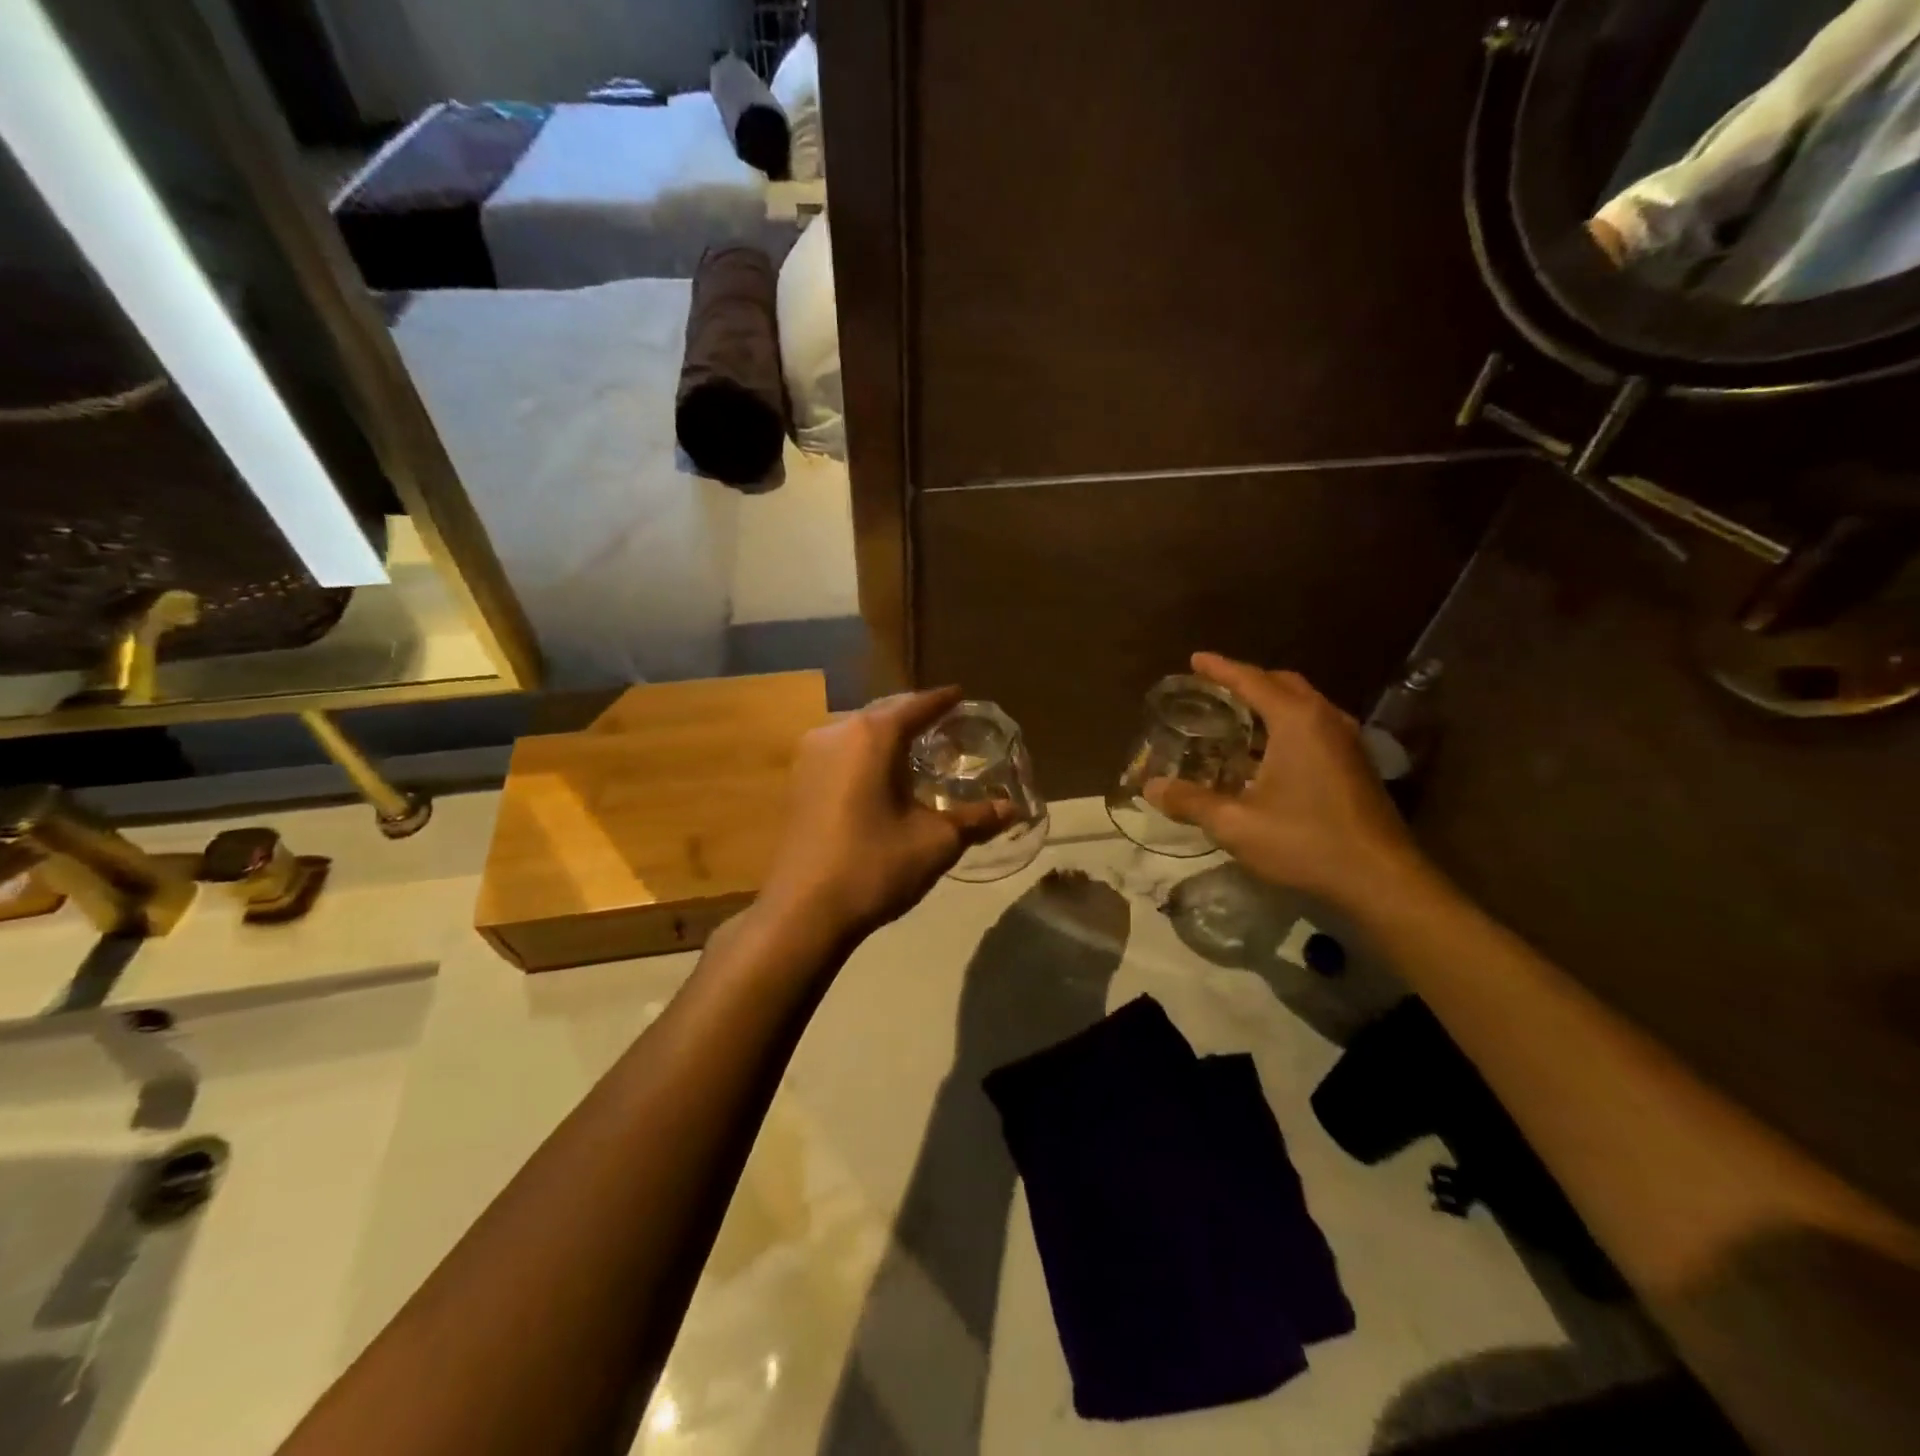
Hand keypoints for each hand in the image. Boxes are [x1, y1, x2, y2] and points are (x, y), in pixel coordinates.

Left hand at [761, 687, 1005, 937]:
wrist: (803, 912)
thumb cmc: (875, 866)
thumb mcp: (936, 842)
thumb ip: (976, 818)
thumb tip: (1012, 808)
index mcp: (872, 735)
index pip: (916, 705)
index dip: (942, 701)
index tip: (961, 695)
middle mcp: (836, 732)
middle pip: (884, 712)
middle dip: (913, 716)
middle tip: (944, 725)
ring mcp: (809, 756)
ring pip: (857, 732)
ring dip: (886, 736)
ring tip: (914, 750)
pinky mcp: (797, 781)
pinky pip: (839, 752)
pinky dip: (864, 754)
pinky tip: (878, 776)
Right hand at [1145, 653, 1429, 910]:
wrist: (1381, 879)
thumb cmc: (1306, 841)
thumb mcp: (1236, 824)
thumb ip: (1191, 801)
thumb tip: (1150, 788)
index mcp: (1297, 721)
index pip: (1252, 681)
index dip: (1220, 669)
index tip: (1195, 659)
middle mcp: (1325, 720)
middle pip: (1282, 684)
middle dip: (1248, 680)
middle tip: (1216, 687)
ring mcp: (1347, 741)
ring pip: (1303, 705)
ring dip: (1270, 703)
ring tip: (1239, 716)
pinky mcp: (1356, 764)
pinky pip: (1315, 726)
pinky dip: (1287, 724)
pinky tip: (1269, 753)